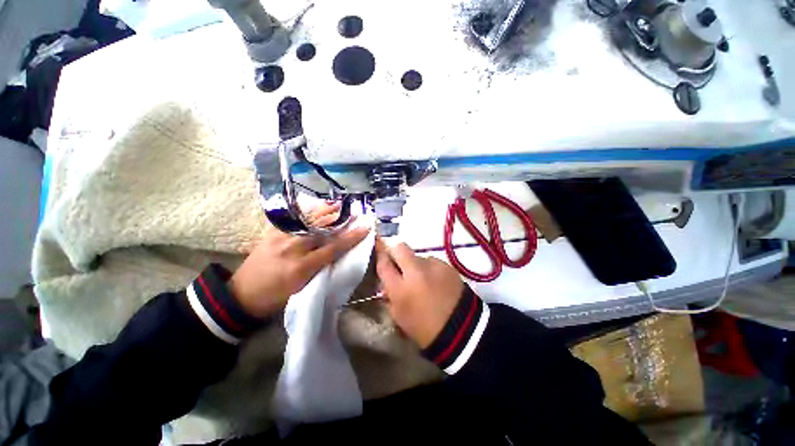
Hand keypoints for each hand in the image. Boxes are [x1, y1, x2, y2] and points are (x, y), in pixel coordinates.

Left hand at [230, 220, 369, 318]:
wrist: (241, 295)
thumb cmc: (276, 298)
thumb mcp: (302, 288)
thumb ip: (320, 269)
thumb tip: (337, 252)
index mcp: (301, 267)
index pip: (333, 248)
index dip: (351, 238)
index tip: (364, 228)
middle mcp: (292, 248)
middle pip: (322, 230)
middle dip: (340, 220)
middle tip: (353, 212)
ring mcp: (279, 238)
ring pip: (307, 221)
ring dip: (324, 211)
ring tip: (337, 204)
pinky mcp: (270, 233)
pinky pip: (291, 219)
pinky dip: (304, 212)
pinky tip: (313, 207)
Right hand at [376, 240, 464, 347]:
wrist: (461, 330)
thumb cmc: (425, 329)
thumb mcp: (399, 316)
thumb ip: (389, 295)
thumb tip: (386, 282)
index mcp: (400, 289)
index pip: (383, 264)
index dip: (380, 257)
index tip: (382, 256)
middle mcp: (415, 272)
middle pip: (400, 247)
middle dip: (396, 252)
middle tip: (399, 263)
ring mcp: (433, 266)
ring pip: (418, 256)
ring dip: (416, 264)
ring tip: (424, 279)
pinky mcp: (447, 266)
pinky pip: (433, 262)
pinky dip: (431, 269)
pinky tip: (436, 281)